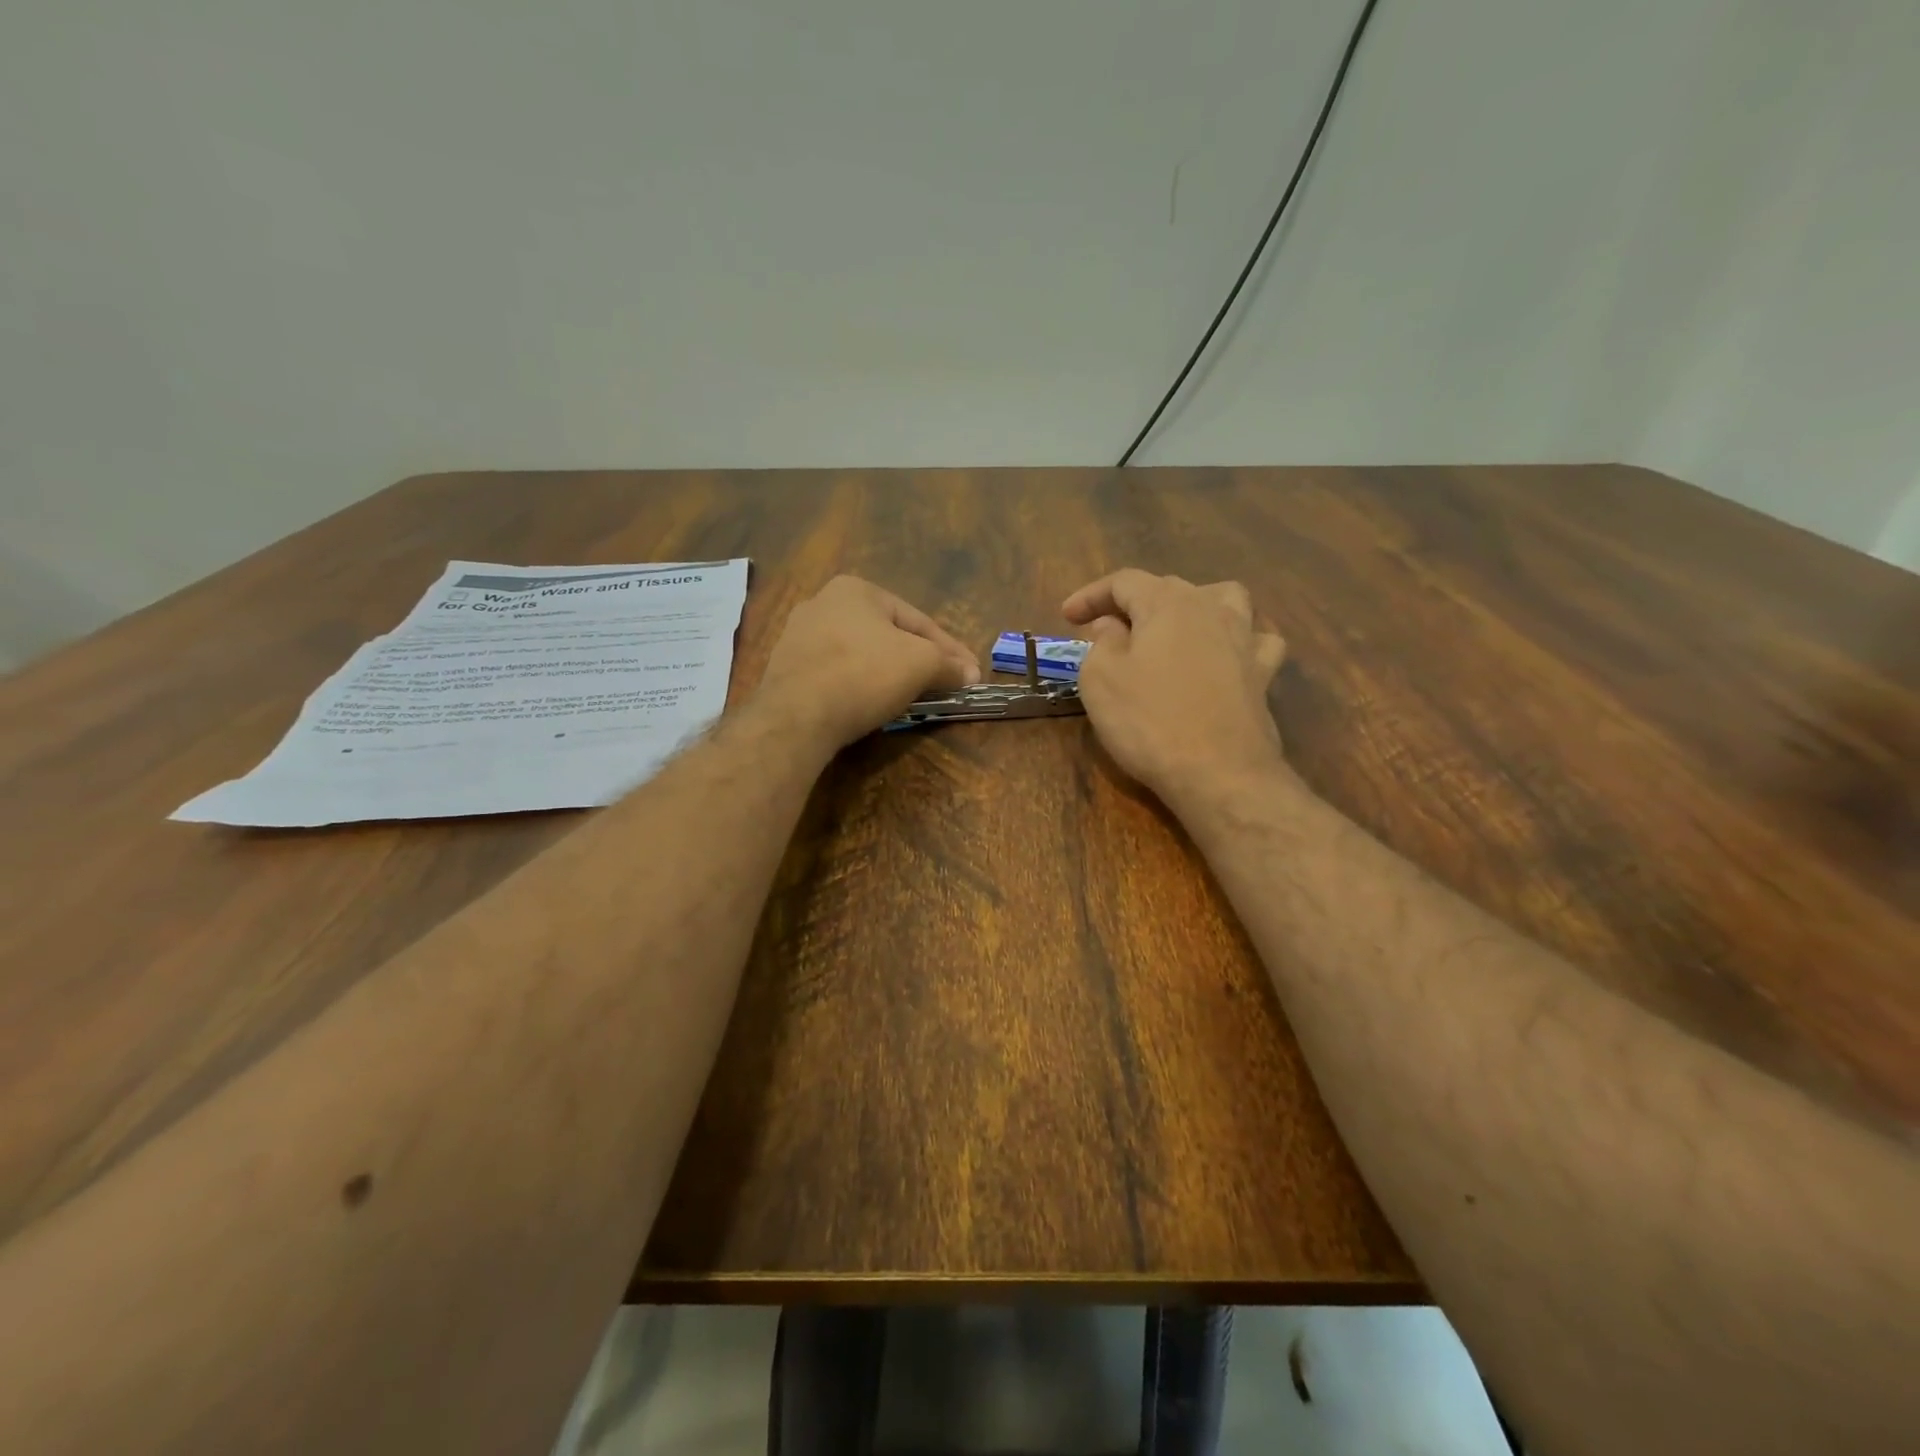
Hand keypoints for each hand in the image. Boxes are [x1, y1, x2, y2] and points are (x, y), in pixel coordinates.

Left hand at [753, 576, 980, 749]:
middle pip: (888, 635)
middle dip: (918, 660)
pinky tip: (872, 705)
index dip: (950, 649)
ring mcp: (798, 637)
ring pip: (861, 655)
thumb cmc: (864, 674)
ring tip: (912, 697)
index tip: (970, 673)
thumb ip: (948, 664)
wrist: (796, 716)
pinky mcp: (787, 670)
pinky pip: (836, 674)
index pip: (918, 620)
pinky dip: (860, 686)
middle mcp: (822, 602)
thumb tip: (970, 674)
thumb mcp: (921, 664)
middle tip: (944, 684)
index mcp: (856, 589)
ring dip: (890, 674)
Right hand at [1063, 569, 1288, 806]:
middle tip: (1104, 631)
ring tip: (1174, 627)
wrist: (1218, 773)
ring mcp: (1244, 640)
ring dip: (1194, 605)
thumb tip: (1112, 626)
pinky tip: (1226, 655)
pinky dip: (1238, 640)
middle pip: (1169, 588)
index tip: (1066, 617)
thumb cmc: (1148, 720)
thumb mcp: (1100, 679)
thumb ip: (1102, 642)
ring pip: (1224, 600)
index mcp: (1167, 603)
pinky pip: (1255, 640)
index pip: (1124, 582)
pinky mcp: (1263, 674)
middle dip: (1132, 603)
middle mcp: (1211, 608)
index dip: (1091, 595)